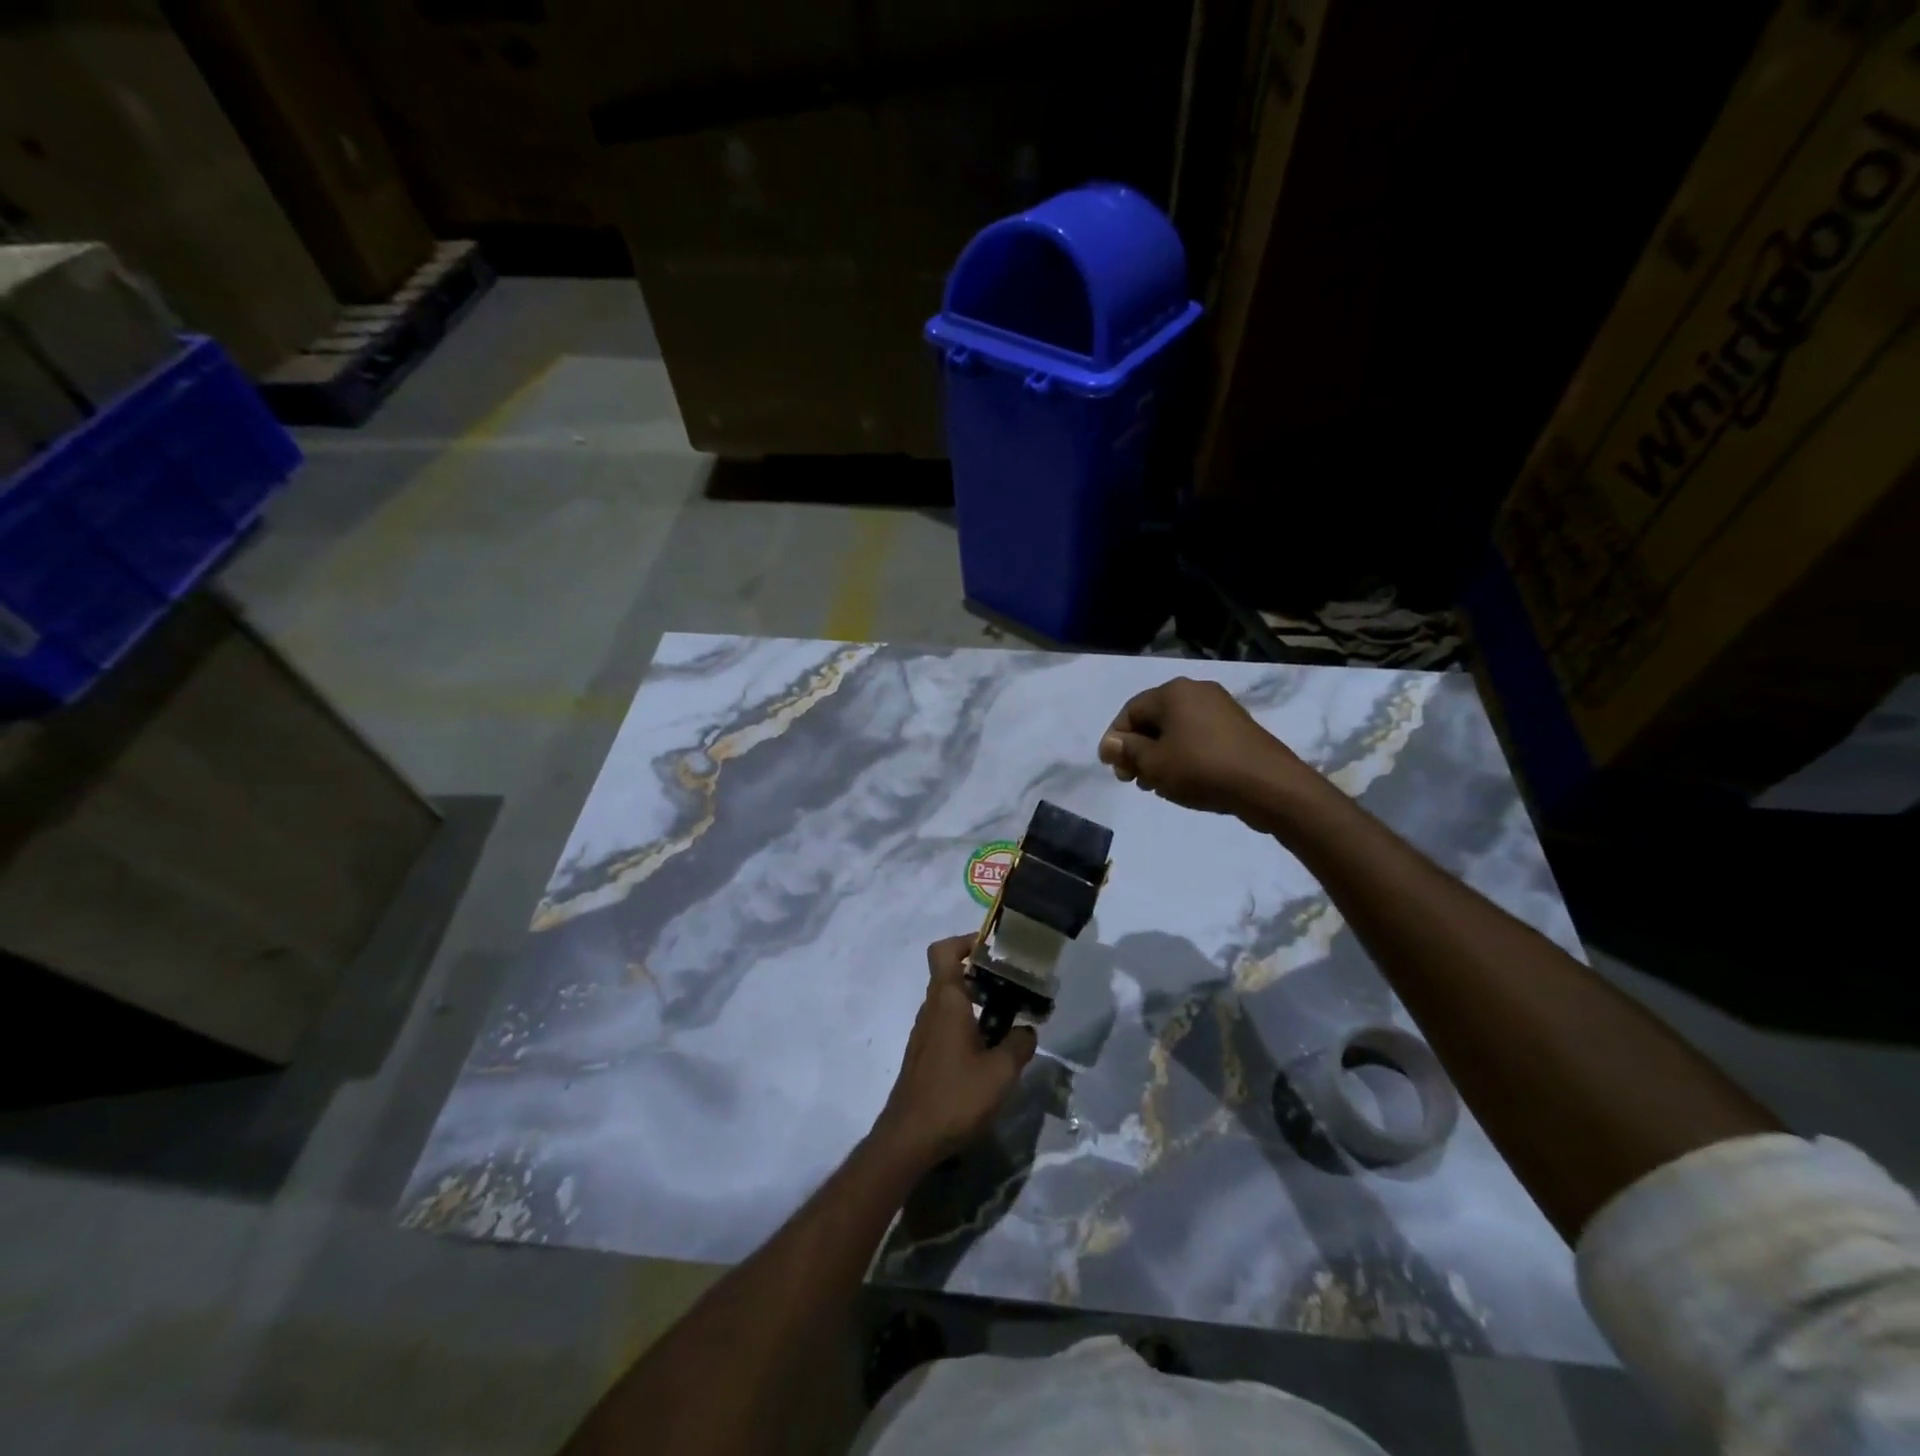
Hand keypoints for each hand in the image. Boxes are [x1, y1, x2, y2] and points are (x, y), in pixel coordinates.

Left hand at [872, 936, 1036, 1169]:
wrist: (908, 1140)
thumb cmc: (955, 1097)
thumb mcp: (1001, 1072)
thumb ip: (1019, 1044)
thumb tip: (1027, 1029)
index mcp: (947, 1002)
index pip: (944, 951)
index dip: (966, 941)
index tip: (994, 949)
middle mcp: (931, 1010)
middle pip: (951, 975)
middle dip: (983, 975)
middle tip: (1015, 986)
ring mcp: (924, 1034)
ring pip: (951, 1003)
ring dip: (978, 1003)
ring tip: (1010, 1020)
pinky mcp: (924, 1057)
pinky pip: (947, 1025)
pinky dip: (969, 1025)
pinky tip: (990, 1052)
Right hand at [1098, 676, 1315, 819]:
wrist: (1268, 785)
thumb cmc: (1201, 769)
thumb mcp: (1154, 764)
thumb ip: (1127, 751)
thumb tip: (1109, 743)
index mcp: (1173, 692)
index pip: (1130, 711)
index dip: (1116, 741)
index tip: (1114, 770)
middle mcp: (1197, 691)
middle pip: (1154, 719)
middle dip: (1139, 750)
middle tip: (1134, 780)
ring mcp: (1221, 707)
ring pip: (1176, 730)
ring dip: (1160, 755)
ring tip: (1157, 785)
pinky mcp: (1238, 727)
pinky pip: (1198, 737)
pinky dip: (1184, 755)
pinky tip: (1184, 780)